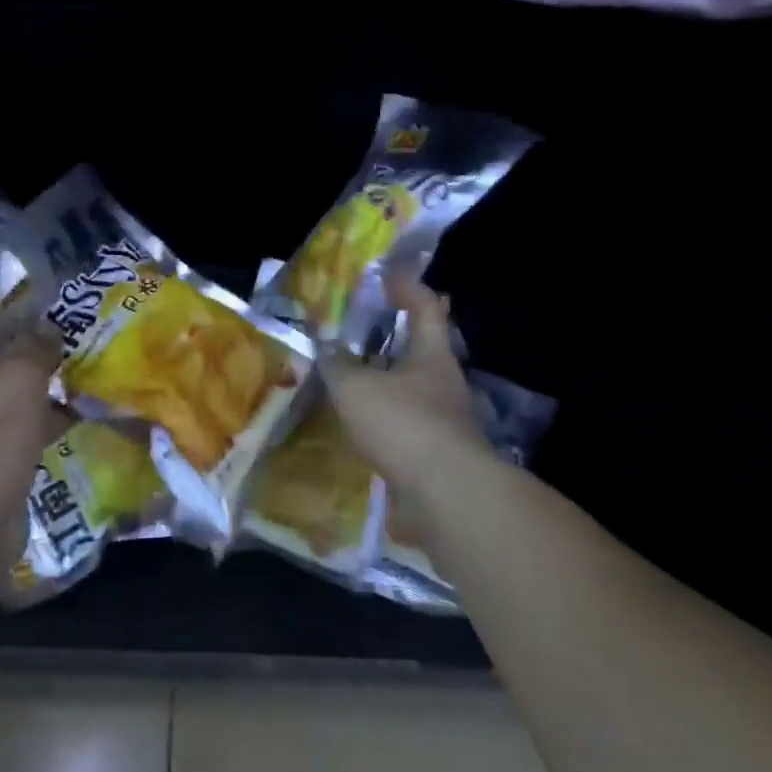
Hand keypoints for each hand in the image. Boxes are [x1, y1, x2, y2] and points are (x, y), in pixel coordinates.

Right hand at [322, 274, 491, 495]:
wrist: (446, 495)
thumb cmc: (403, 423)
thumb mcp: (356, 387)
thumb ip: (337, 365)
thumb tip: (326, 347)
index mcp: (432, 354)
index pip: (426, 307)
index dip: (408, 287)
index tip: (387, 276)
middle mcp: (444, 381)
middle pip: (420, 349)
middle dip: (391, 339)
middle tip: (357, 333)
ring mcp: (445, 420)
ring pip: (411, 388)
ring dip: (384, 381)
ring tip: (350, 380)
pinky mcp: (437, 453)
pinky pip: (405, 423)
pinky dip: (383, 417)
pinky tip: (359, 424)